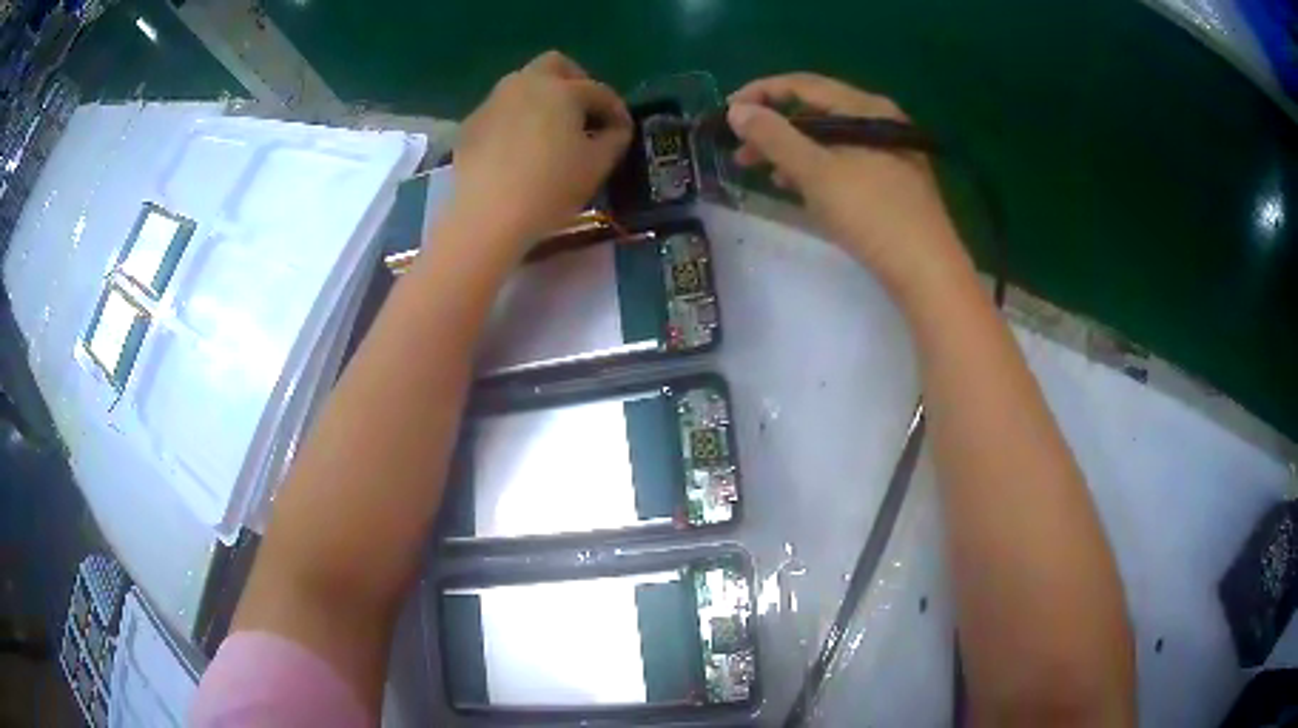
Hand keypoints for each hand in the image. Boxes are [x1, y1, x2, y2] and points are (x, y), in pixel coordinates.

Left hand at [449, 51, 631, 258]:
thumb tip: (615, 128)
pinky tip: (519, 150)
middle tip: (583, 112)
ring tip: (550, 132)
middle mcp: (524, 84)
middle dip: (575, 81)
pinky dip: (515, 120)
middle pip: (554, 65)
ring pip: (522, 85)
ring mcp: (492, 102)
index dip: (616, 109)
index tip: (622, 130)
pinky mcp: (470, 126)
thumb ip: (615, 138)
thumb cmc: (550, 188)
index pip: (598, 90)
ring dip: (542, 99)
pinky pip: (501, 111)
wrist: (486, 217)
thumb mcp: (598, 166)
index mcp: (561, 90)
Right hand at [728, 73, 967, 296]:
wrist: (927, 271)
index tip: (728, 113)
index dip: (760, 93)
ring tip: (762, 172)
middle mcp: (879, 121)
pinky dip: (815, 168)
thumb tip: (738, 111)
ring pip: (828, 139)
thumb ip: (774, 137)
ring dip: (790, 150)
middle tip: (740, 150)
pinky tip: (798, 187)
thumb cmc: (872, 214)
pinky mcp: (891, 180)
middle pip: (815, 110)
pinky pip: (843, 161)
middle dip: (773, 127)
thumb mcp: (816, 172)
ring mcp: (888, 151)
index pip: (803, 85)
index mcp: (864, 108)